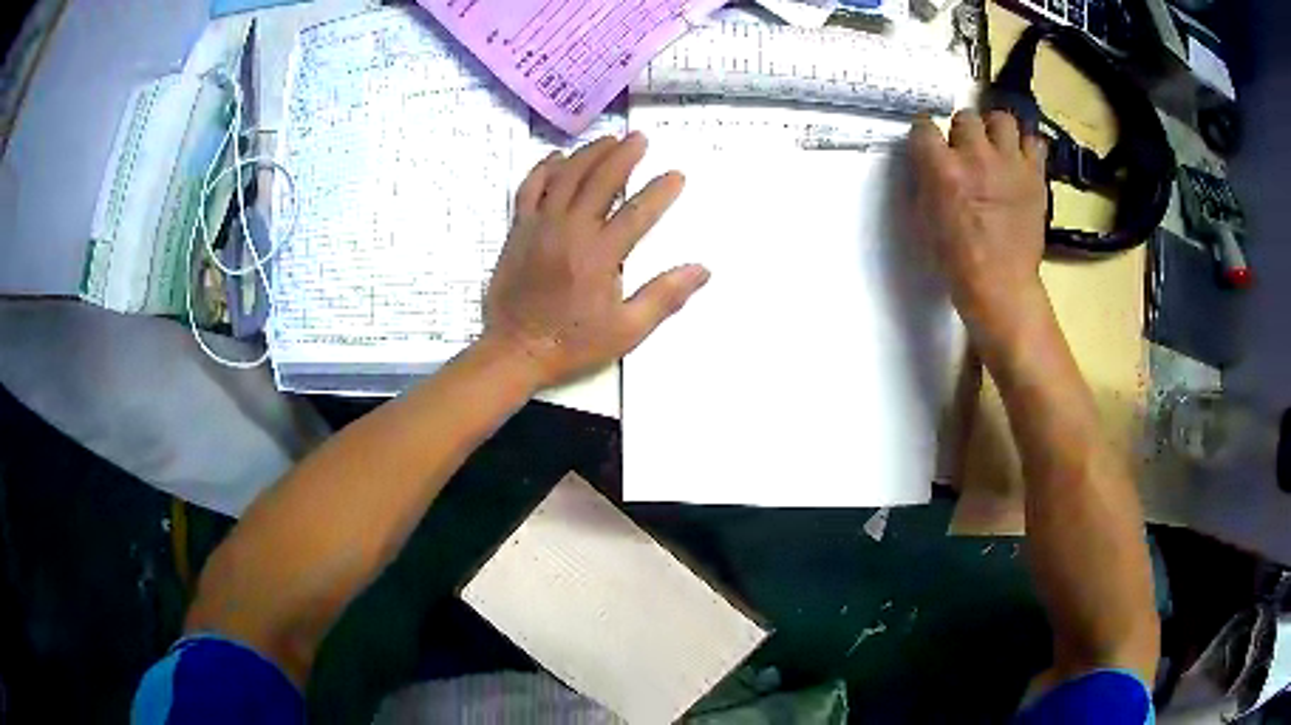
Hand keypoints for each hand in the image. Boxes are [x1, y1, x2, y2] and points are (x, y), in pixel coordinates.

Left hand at [482, 132, 709, 388]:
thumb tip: (702, 270)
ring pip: (566, 176)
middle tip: (640, 138)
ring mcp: (540, 226)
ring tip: (608, 139)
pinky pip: (530, 188)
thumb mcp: (627, 330)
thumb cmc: (572, 343)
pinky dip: (544, 168)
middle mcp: (570, 230)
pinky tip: (558, 157)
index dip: (660, 191)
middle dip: (624, 155)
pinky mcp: (518, 229)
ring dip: (589, 153)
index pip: (637, 212)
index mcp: (600, 255)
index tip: (676, 175)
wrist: (515, 351)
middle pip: (600, 180)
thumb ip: (664, 297)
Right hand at [909, 111, 1048, 338]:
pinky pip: (1035, 142)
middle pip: (966, 117)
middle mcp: (977, 157)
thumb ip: (925, 181)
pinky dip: (1026, 147)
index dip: (925, 133)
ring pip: (1002, 119)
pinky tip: (1020, 161)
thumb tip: (927, 162)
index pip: (924, 126)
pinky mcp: (1036, 176)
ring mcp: (1010, 164)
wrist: (1001, 286)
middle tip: (966, 150)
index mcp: (943, 170)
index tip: (929, 143)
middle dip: (962, 131)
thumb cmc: (957, 260)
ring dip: (995, 130)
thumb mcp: (925, 218)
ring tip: (995, 148)